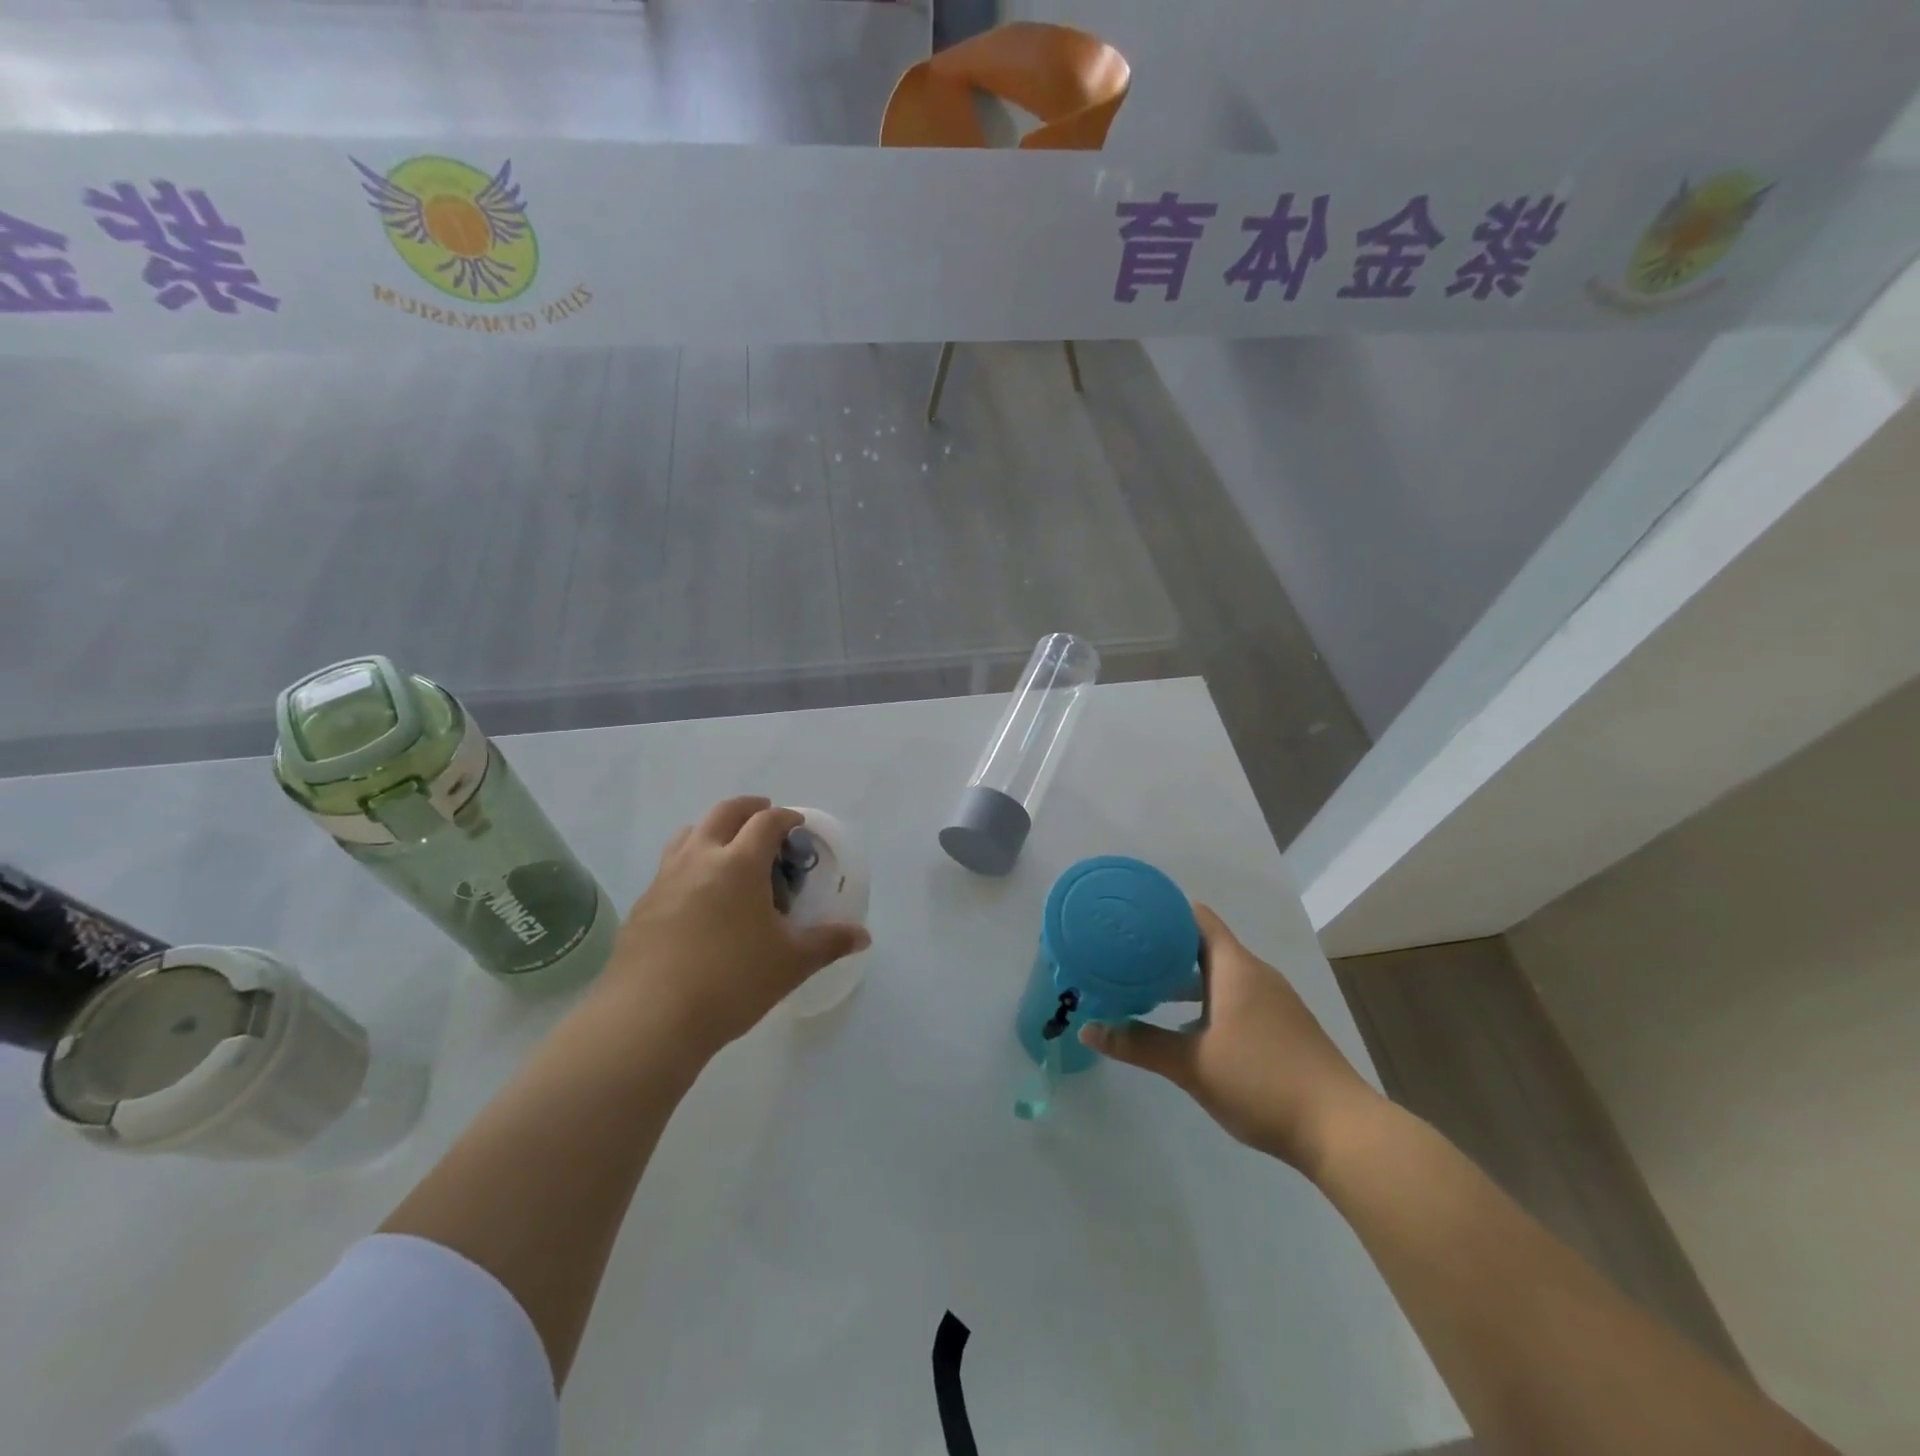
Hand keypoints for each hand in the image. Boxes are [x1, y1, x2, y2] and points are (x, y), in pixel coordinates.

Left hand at [605, 796, 870, 1061]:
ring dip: (712, 829)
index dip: (786, 817)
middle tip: (764, 816)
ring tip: (727, 848)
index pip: (766, 822)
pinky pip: (669, 866)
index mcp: (739, 864)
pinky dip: (689, 862)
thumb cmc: (731, 982)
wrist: (649, 1018)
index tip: (797, 825)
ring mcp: (665, 879)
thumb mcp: (791, 963)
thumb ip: (828, 943)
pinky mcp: (642, 905)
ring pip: (688, 834)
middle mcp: (699, 859)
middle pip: (723, 813)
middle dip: (747, 808)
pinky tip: (697, 895)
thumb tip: (863, 936)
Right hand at [1080, 904, 1379, 1174]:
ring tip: (1146, 989)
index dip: (1163, 911)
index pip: (1197, 918)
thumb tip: (1088, 1029)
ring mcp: (1274, 1001)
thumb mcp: (1193, 1065)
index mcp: (1236, 968)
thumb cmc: (1263, 1082)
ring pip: (1221, 974)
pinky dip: (1208, 999)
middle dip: (1165, 948)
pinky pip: (1237, 996)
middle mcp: (1256, 974)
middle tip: (1125, 956)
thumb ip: (1140, 1044)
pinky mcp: (1284, 1026)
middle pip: (1205, 944)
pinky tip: (1187, 1026)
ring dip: (1186, 978)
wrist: (1342, 1131)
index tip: (1129, 918)